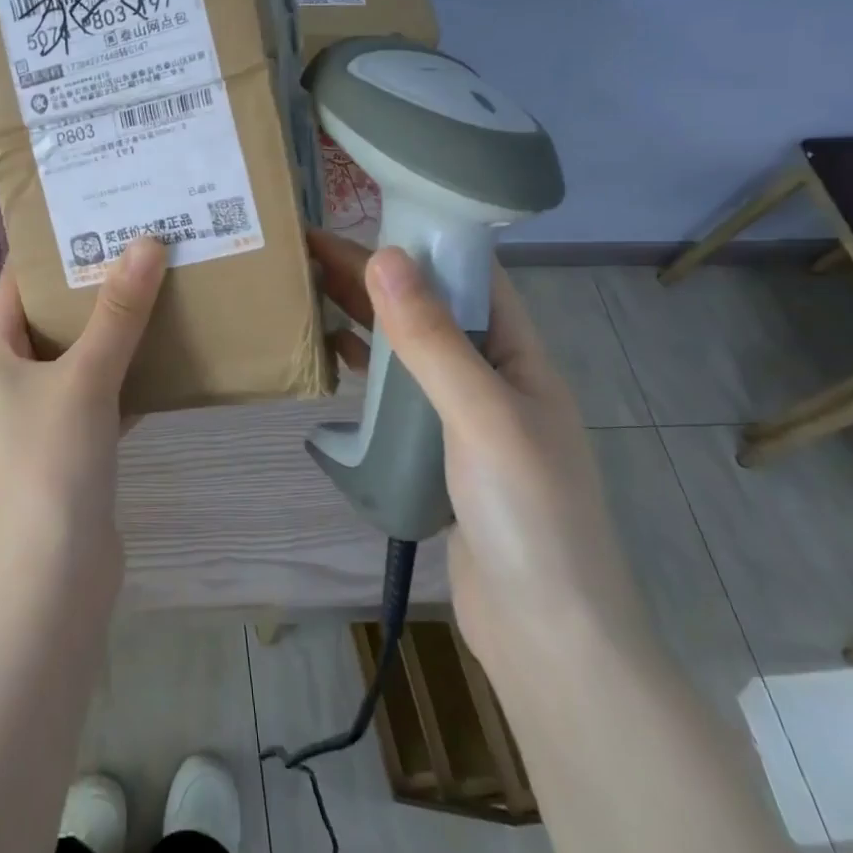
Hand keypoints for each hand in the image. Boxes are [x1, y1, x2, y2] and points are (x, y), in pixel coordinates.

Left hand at [0, 236, 167, 579]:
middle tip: (133, 246)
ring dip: (114, 330)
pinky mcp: (77, 448)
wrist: (58, 572)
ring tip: (155, 287)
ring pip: (81, 358)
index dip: (42, 254)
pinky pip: (105, 395)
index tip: (82, 218)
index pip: (11, 289)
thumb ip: (118, 313)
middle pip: (51, 321)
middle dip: (89, 287)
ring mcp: (46, 419)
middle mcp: (15, 384)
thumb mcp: (85, 377)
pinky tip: (168, 355)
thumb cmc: (53, 463)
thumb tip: (146, 242)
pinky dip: (130, 375)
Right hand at [307, 230, 654, 677]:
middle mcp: (492, 376)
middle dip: (372, 275)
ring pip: (406, 350)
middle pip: (427, 308)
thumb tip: (382, 255)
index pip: (467, 275)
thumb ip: (433, 339)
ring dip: (362, 318)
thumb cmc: (529, 515)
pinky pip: (396, 395)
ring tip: (305, 289)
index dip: (415, 239)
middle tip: (304, 249)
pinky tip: (329, 356)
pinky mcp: (436, 453)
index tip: (355, 217)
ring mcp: (463, 417)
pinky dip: (364, 369)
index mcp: (519, 354)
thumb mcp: (483, 415)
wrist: (547, 635)